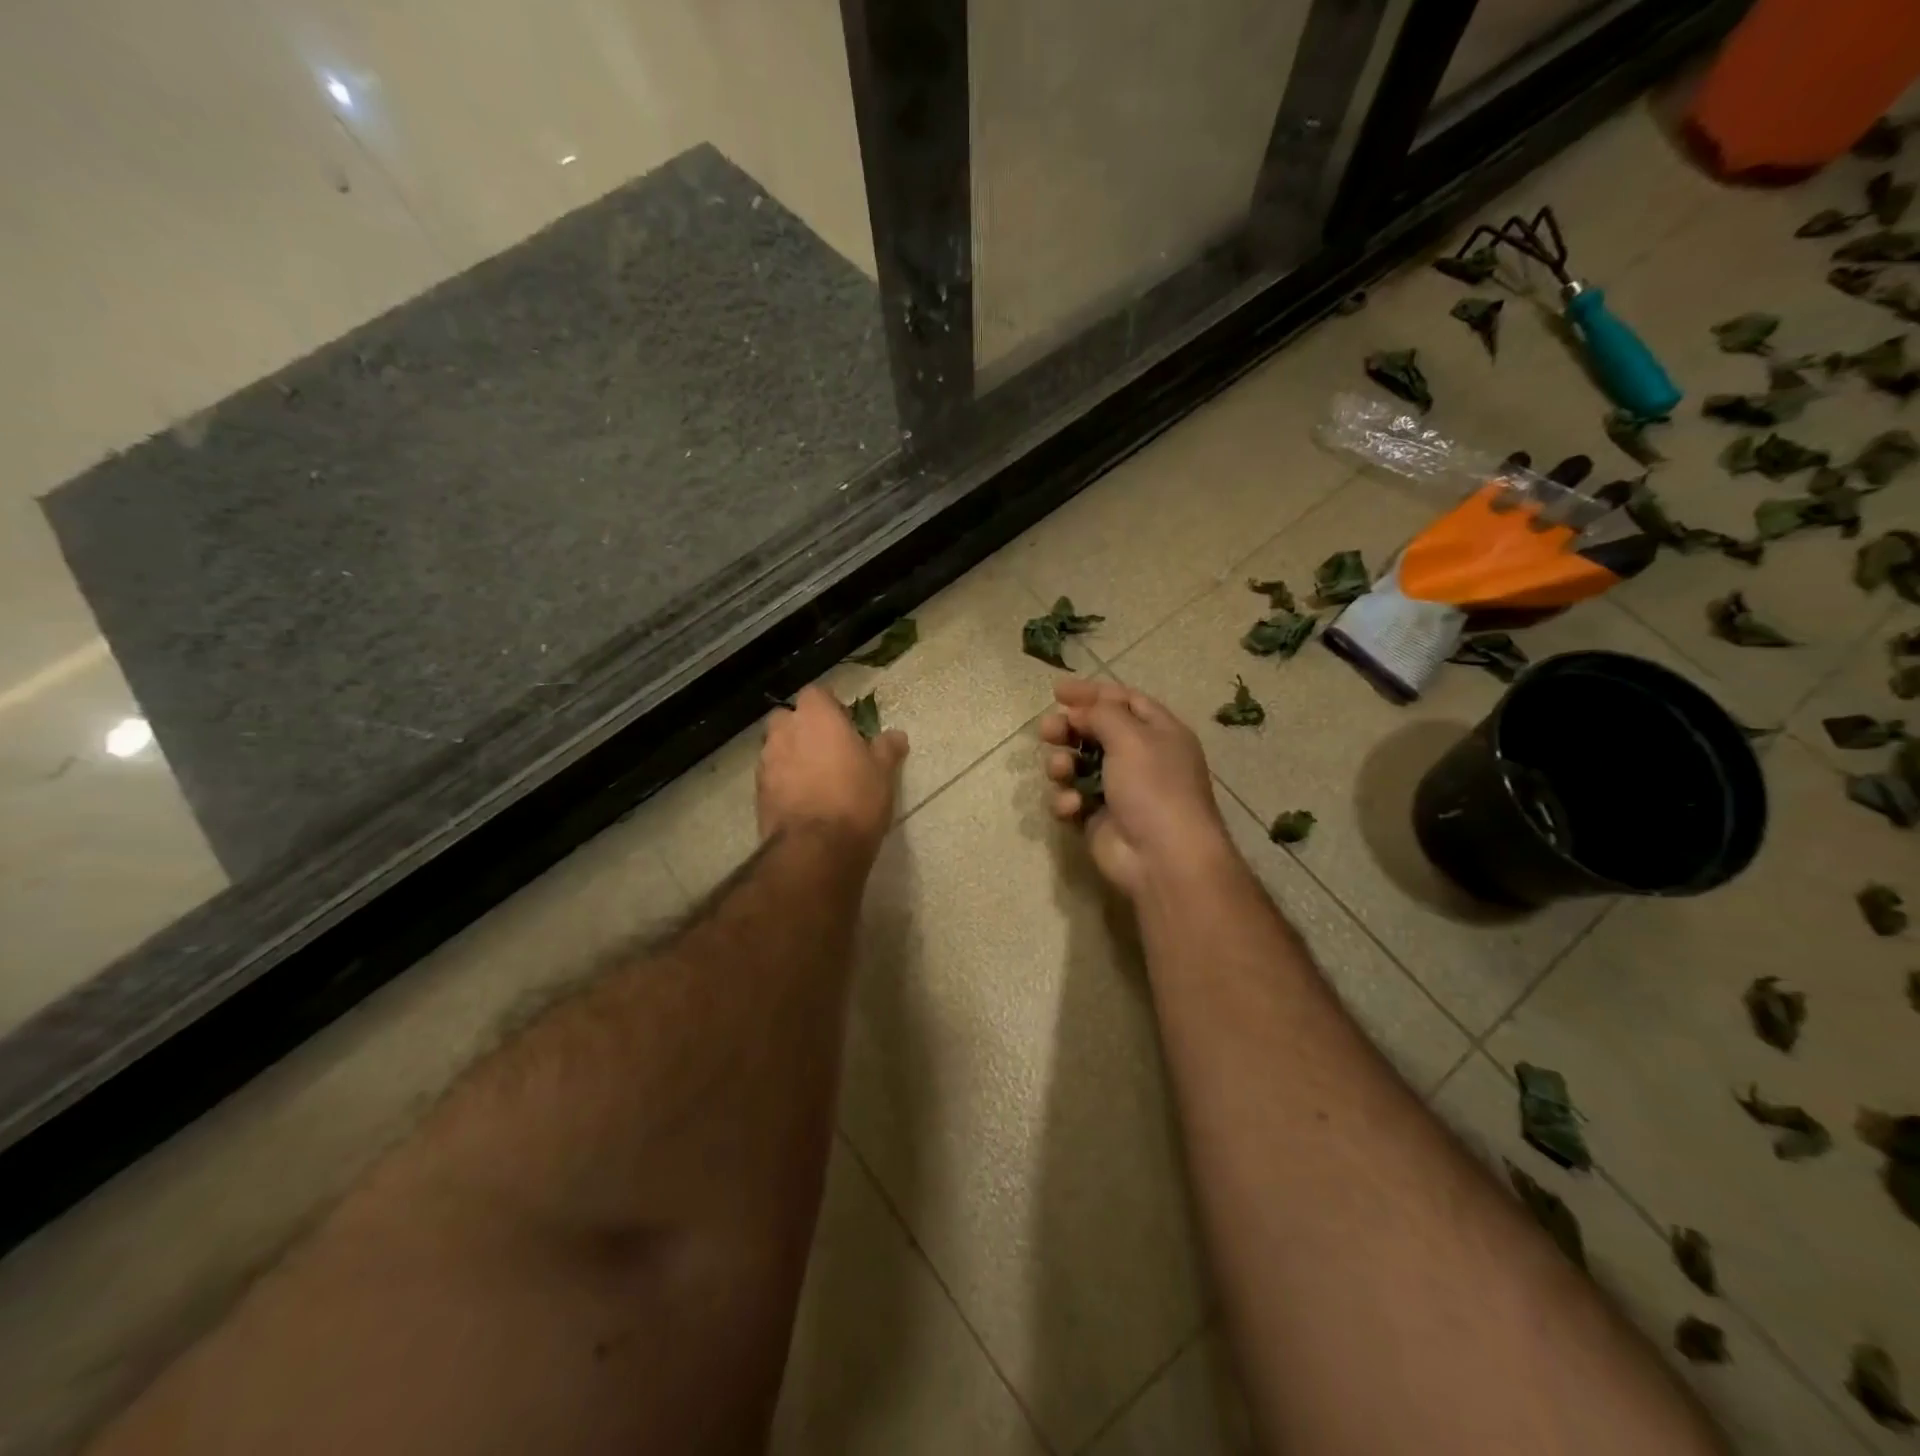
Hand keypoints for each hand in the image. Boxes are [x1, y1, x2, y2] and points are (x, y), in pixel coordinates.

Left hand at [759, 686, 908, 856]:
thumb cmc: (856, 798)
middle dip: (803, 728)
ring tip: (815, 779)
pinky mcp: (758, 791)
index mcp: (816, 716)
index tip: (846, 725)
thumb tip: (896, 735)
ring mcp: (767, 761)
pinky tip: (803, 800)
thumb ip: (887, 749)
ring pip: (777, 747)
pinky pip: (772, 776)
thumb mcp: (883, 772)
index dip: (830, 707)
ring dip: (792, 755)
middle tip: (828, 750)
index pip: (816, 693)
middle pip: (789, 718)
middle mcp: (785, 731)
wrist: (817, 848)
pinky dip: (784, 781)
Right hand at [1040, 679, 1234, 899]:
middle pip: (1095, 731)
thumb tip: (1078, 711)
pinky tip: (1072, 807)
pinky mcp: (1098, 819)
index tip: (1057, 691)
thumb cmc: (1153, 787)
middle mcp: (1140, 758)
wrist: (1162, 858)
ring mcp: (1118, 791)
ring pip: (1078, 765)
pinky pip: (1072, 799)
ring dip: (1063, 764)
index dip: (1092, 693)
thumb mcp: (1131, 737)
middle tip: (1047, 730)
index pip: (1123, 700)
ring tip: (1061, 771)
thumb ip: (1101, 714)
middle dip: (1068, 728)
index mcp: (1159, 732)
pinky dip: (1068, 800)